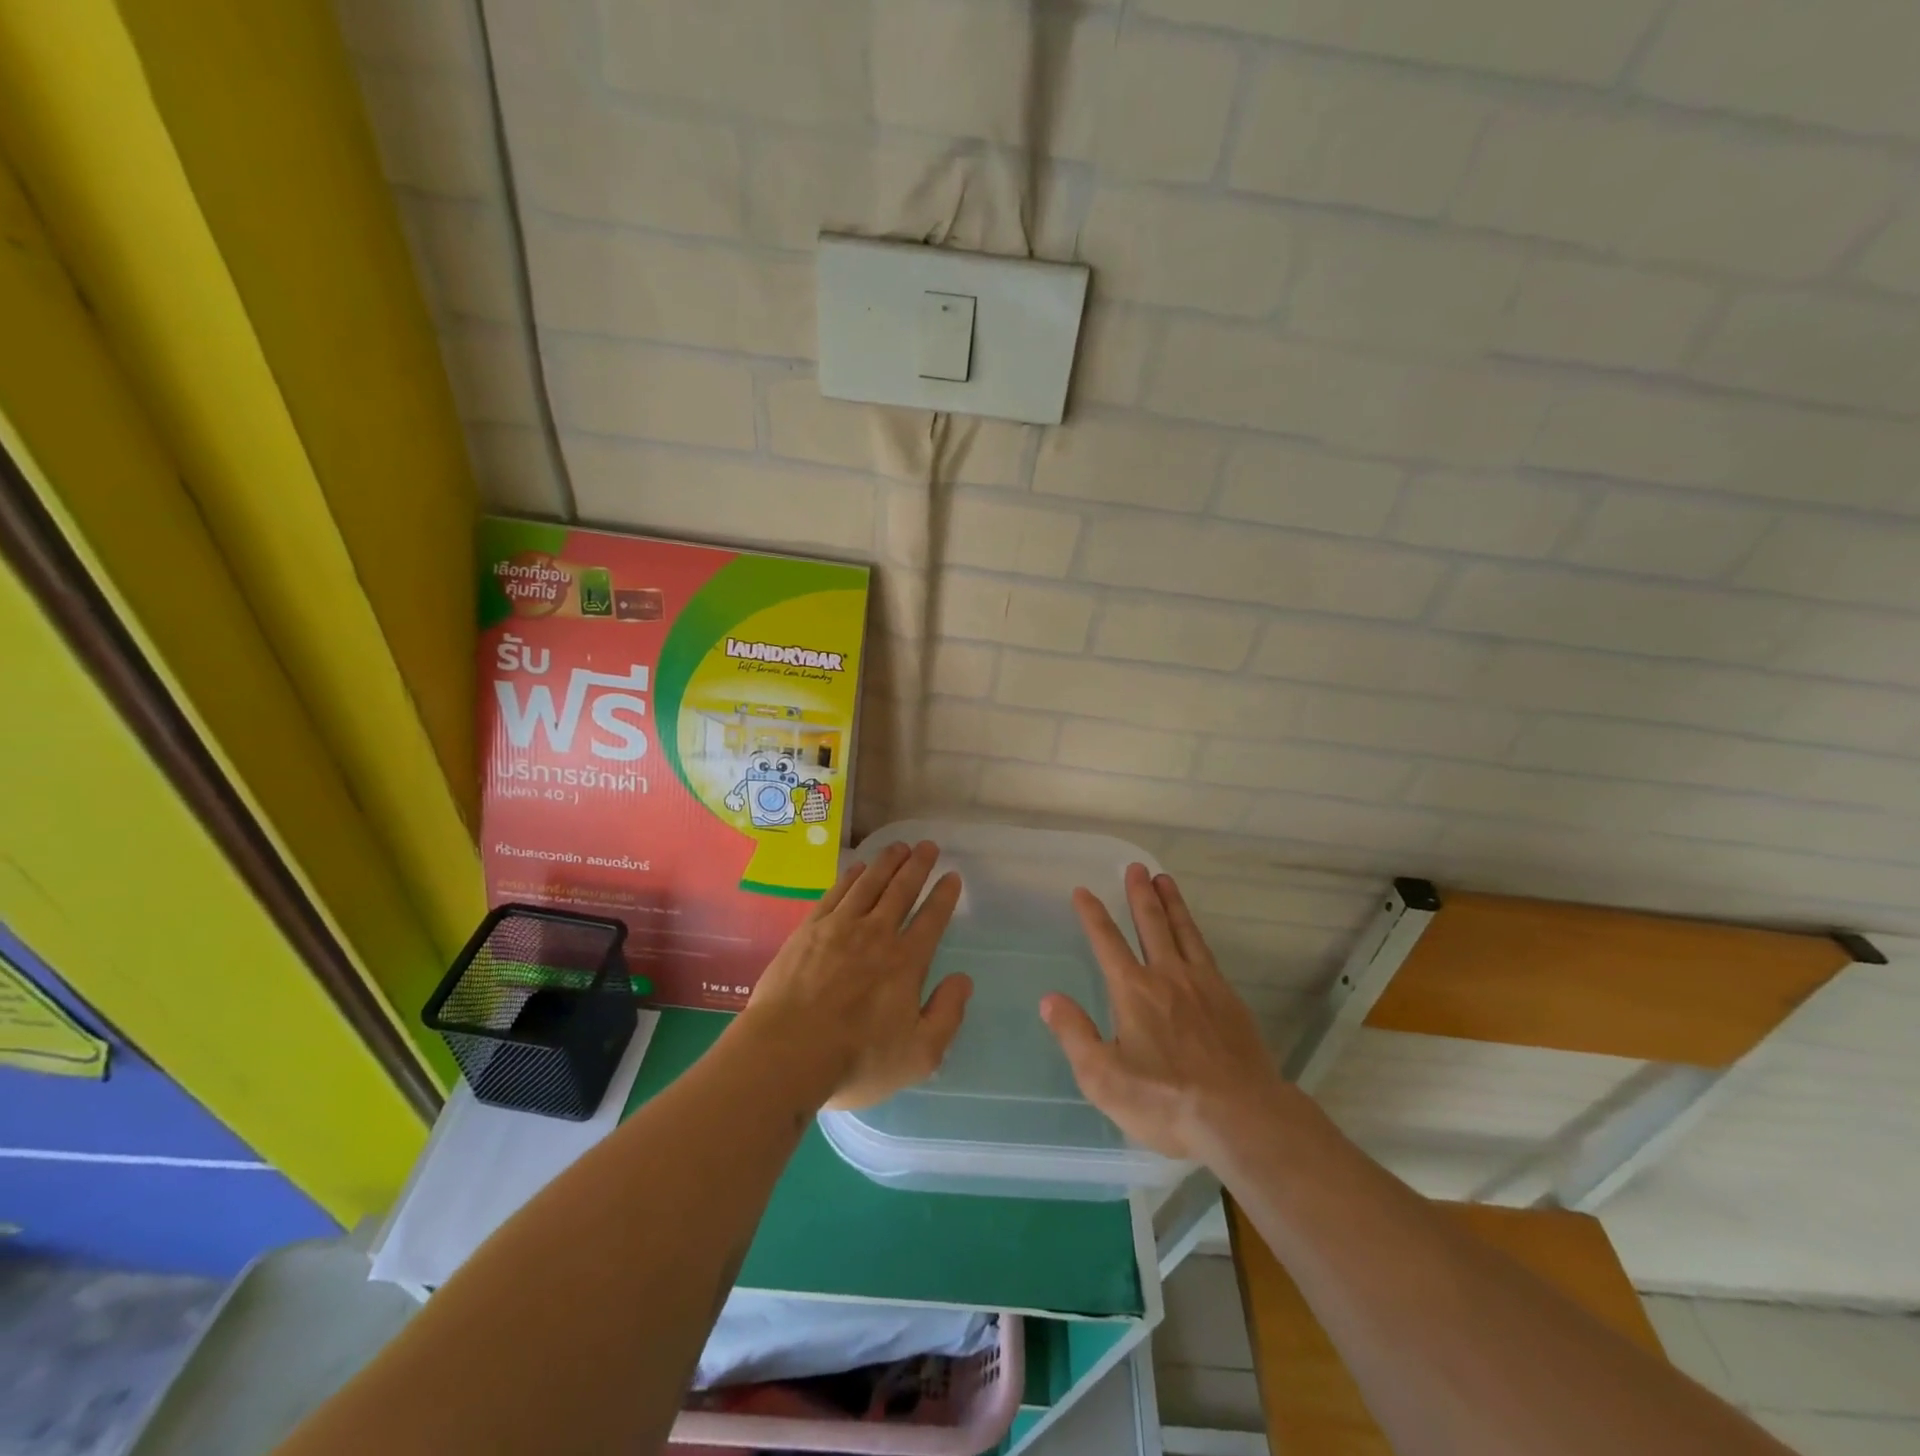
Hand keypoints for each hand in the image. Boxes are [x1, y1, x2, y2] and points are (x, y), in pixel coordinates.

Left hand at [742, 840, 970, 1110]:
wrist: (786, 1053)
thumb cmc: (856, 1060)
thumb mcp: (919, 1054)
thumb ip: (947, 1014)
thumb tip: (963, 979)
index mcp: (906, 962)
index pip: (931, 919)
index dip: (944, 895)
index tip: (952, 876)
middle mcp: (876, 934)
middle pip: (901, 890)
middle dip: (918, 865)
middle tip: (928, 846)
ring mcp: (839, 928)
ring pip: (869, 883)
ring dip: (887, 862)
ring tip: (899, 846)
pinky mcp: (808, 930)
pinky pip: (836, 893)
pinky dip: (851, 877)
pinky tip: (858, 868)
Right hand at [1041, 864, 1282, 1160]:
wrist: (1242, 1118)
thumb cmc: (1166, 1101)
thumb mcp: (1104, 1078)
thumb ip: (1075, 1035)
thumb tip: (1049, 999)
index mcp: (1133, 991)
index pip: (1107, 942)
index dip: (1093, 915)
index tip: (1083, 891)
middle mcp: (1167, 976)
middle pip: (1151, 924)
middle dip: (1140, 894)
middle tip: (1136, 867)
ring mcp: (1203, 985)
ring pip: (1183, 931)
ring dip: (1171, 903)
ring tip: (1165, 879)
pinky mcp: (1230, 1000)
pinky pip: (1207, 953)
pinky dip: (1196, 933)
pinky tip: (1195, 934)